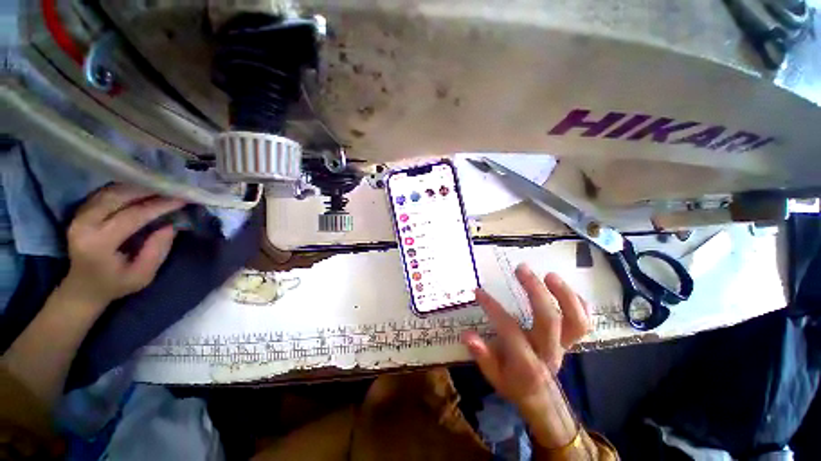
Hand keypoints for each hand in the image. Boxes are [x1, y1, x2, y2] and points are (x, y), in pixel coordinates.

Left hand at [61, 184, 184, 306]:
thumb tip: (170, 226)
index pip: (132, 216)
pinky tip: (140, 189)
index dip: (158, 206)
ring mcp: (78, 216)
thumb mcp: (142, 275)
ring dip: (136, 186)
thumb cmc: (116, 284)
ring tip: (159, 186)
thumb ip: (157, 251)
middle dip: (147, 190)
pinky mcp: (80, 212)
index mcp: (98, 244)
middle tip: (172, 187)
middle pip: (118, 197)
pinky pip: (104, 193)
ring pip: (110, 191)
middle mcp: (84, 225)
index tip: (181, 199)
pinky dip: (124, 188)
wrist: (83, 287)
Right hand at [461, 264, 590, 447]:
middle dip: (536, 291)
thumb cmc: (512, 382)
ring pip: (574, 321)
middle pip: (549, 320)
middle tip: (521, 269)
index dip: (493, 308)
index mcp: (526, 362)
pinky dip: (579, 303)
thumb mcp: (493, 374)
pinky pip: (583, 322)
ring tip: (549, 274)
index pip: (509, 330)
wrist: (539, 396)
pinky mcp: (569, 340)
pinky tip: (563, 288)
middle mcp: (548, 352)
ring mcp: (563, 345)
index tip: (479, 291)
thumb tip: (467, 335)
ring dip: (564, 295)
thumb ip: (482, 355)